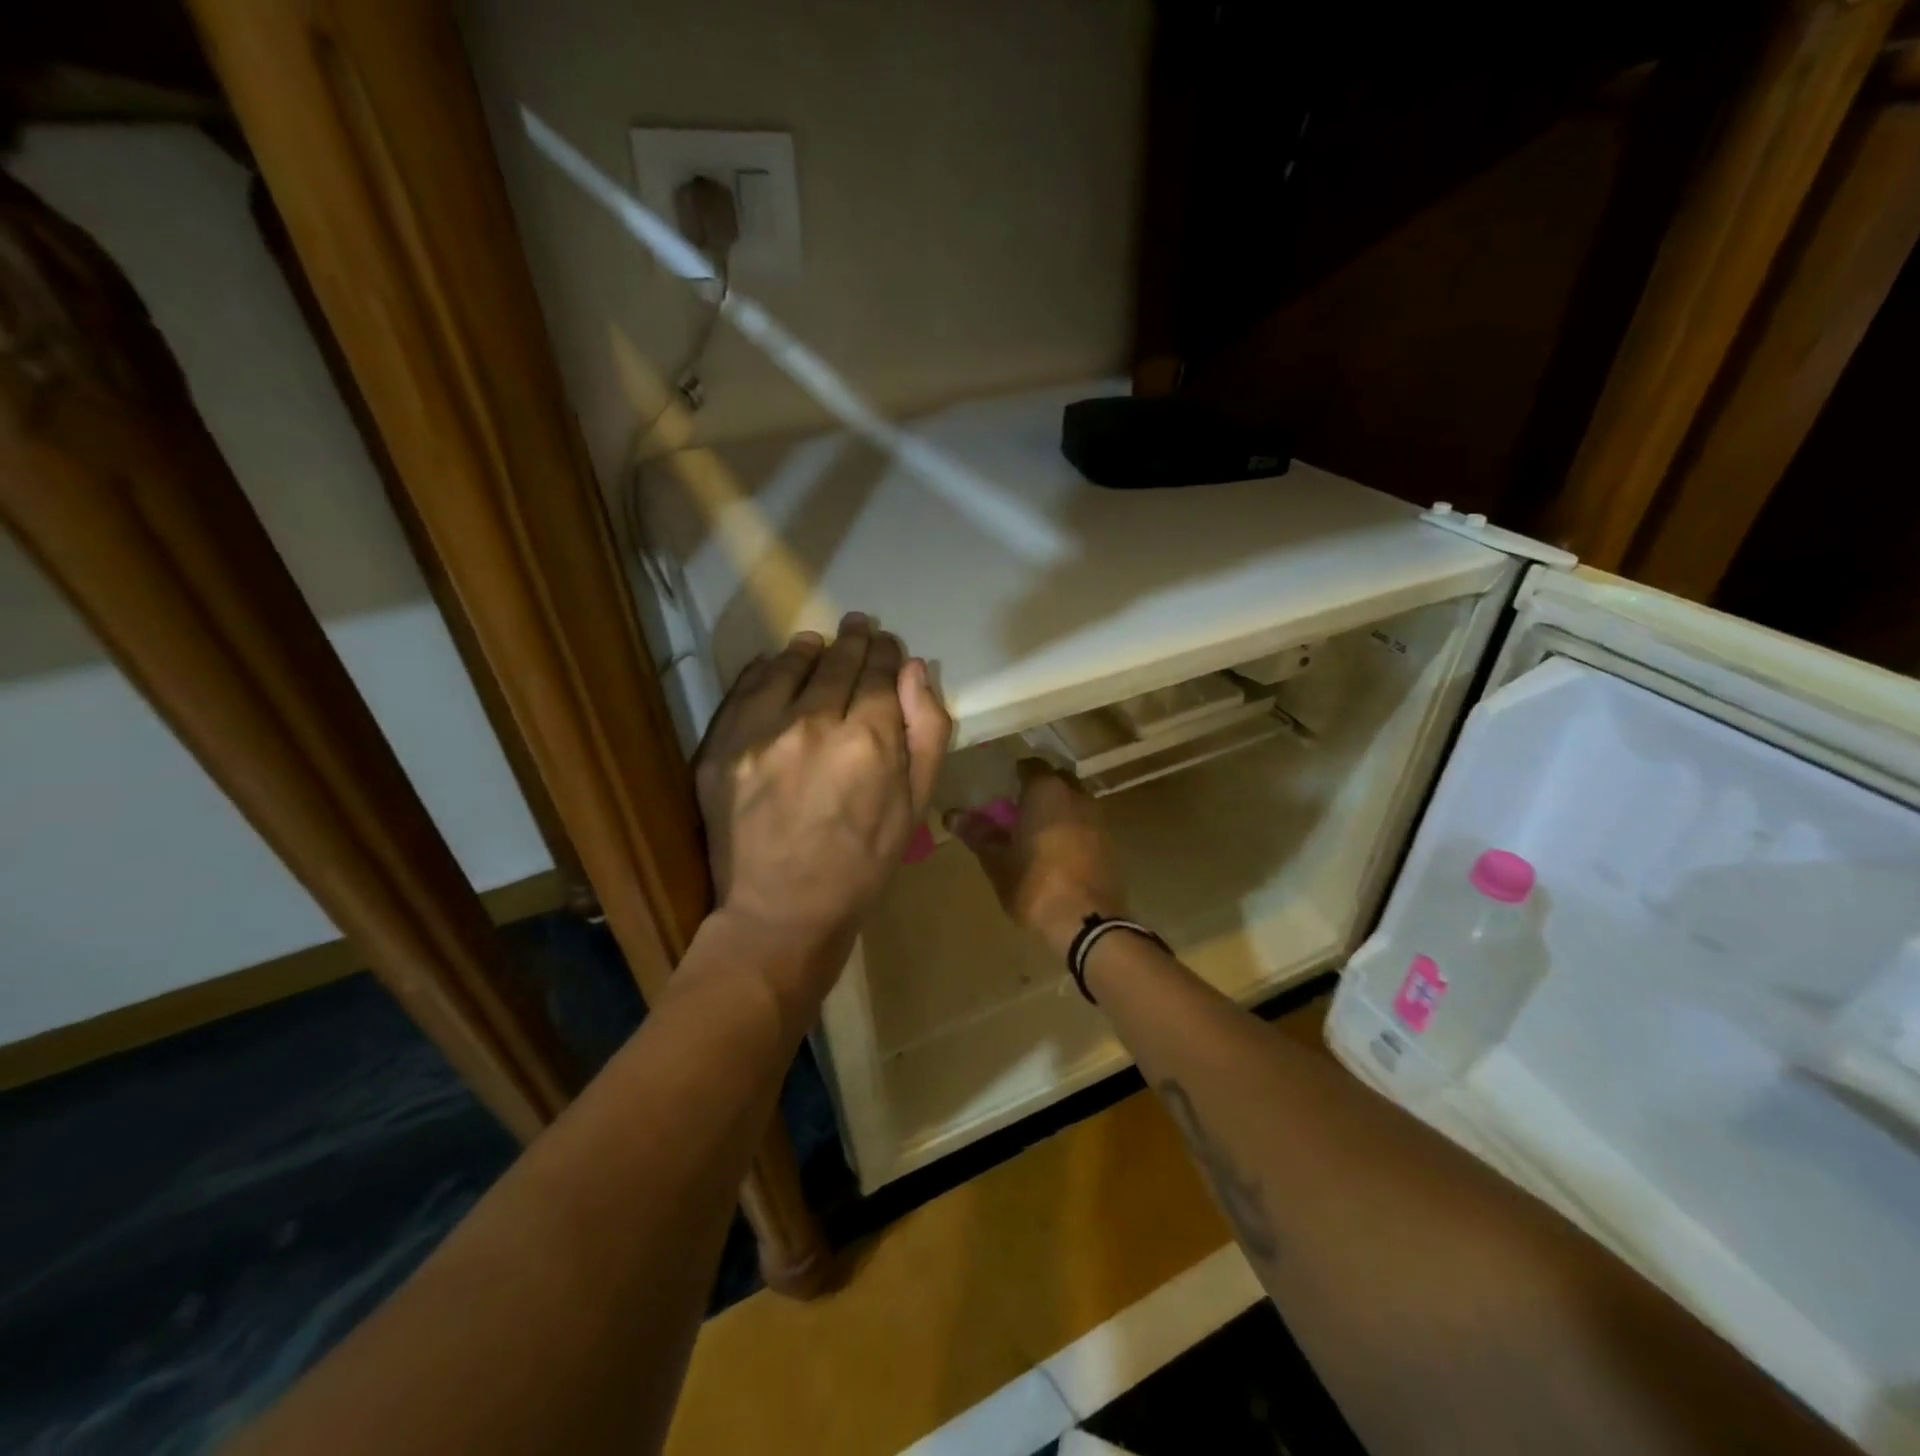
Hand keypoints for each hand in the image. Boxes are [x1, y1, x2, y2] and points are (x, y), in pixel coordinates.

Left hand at [692, 614, 949, 1013]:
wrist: (782, 913)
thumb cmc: (862, 865)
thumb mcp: (915, 805)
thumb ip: (926, 731)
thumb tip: (916, 668)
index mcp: (867, 742)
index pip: (879, 672)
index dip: (886, 652)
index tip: (888, 644)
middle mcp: (811, 725)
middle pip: (836, 663)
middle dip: (854, 641)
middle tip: (859, 626)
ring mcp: (758, 735)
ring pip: (789, 666)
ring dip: (810, 650)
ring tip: (819, 643)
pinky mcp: (720, 749)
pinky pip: (746, 689)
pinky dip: (766, 670)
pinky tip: (778, 666)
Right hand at [945, 761, 1128, 956]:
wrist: (1086, 921)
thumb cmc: (1034, 884)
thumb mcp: (997, 860)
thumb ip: (977, 833)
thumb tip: (951, 815)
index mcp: (1046, 790)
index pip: (1030, 766)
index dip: (1015, 774)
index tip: (1001, 788)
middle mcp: (1076, 795)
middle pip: (1055, 780)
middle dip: (1038, 789)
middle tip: (1016, 807)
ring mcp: (1098, 818)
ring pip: (1074, 801)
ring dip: (1057, 809)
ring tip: (1036, 830)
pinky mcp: (1110, 842)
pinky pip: (1086, 824)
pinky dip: (1072, 828)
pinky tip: (1057, 850)